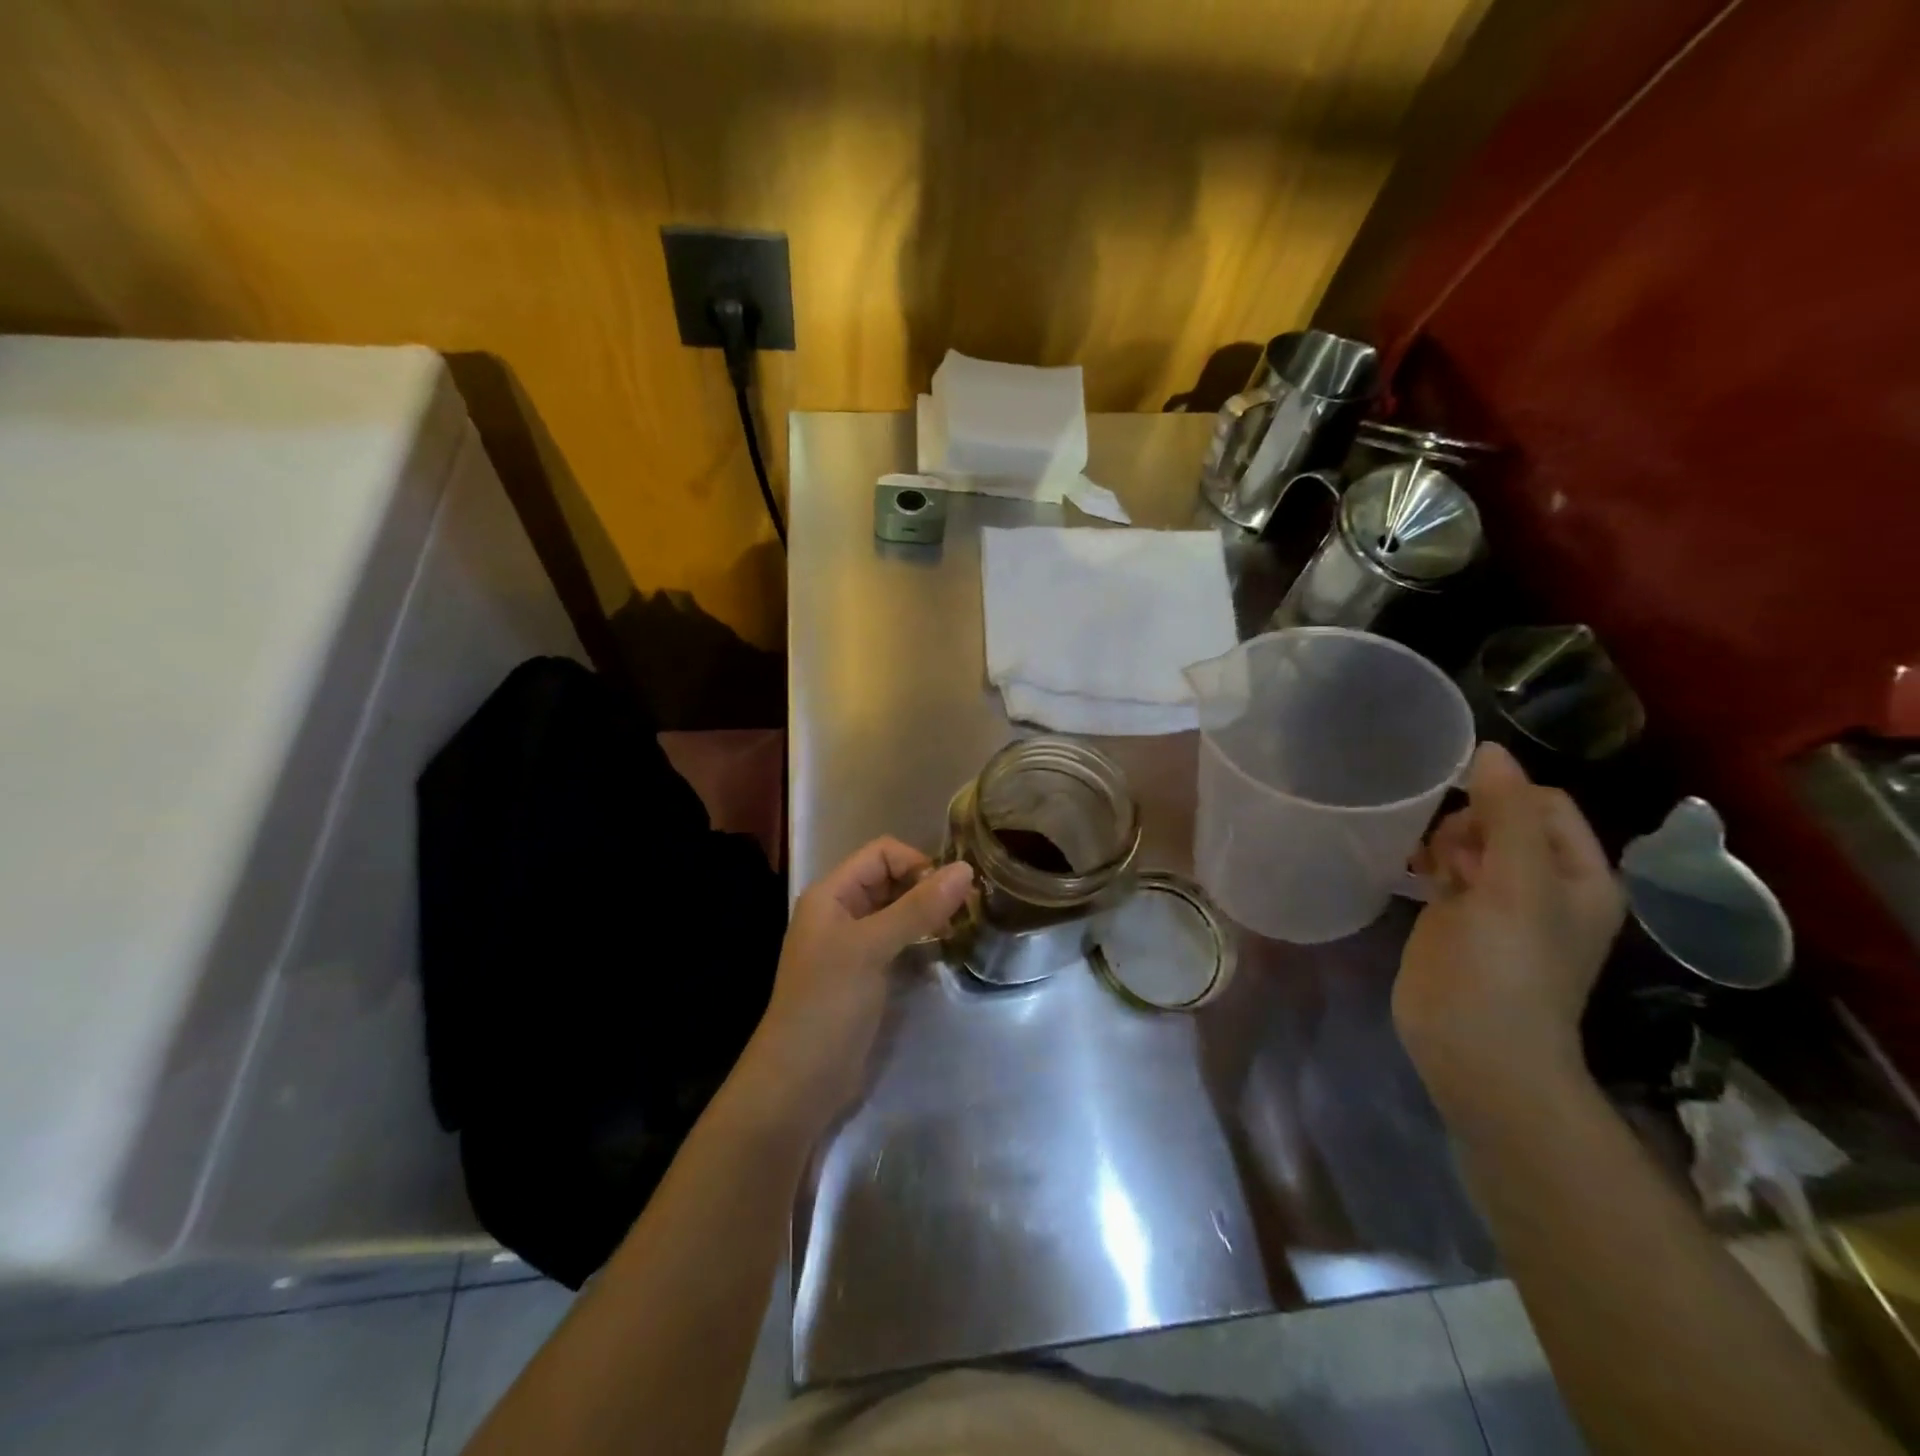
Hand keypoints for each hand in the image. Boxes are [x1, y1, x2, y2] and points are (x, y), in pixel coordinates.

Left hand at [741, 837, 972, 1125]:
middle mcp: (841, 913)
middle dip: (927, 888)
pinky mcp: (867, 975)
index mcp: (832, 894)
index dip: (917, 863)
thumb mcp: (871, 948)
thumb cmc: (828, 1004)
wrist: (799, 1082)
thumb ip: (918, 908)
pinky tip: (946, 952)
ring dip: (929, 915)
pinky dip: (923, 941)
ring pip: (898, 912)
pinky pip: (900, 943)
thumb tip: (966, 869)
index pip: (881, 853)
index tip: (951, 891)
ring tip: (962, 928)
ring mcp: (854, 946)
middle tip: (967, 910)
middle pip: (891, 880)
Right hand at [1394, 743, 1625, 1116]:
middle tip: (1451, 856)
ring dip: (1446, 839)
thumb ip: (1506, 814)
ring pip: (1470, 841)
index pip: (1544, 803)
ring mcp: (1497, 901)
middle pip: (1503, 818)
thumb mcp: (1516, 884)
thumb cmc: (1506, 965)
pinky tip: (1412, 868)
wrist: (1472, 1046)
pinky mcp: (1456, 917)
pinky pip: (1445, 868)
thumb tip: (1490, 750)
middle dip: (1470, 820)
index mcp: (1578, 875)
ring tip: (1430, 867)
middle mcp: (1543, 883)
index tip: (1463, 810)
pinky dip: (1429, 860)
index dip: (1504, 795)